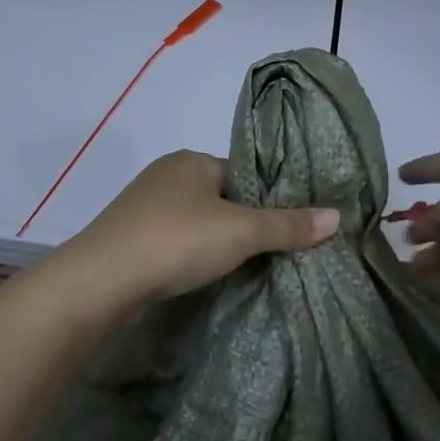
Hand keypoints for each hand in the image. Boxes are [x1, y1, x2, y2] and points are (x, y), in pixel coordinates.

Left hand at [66, 150, 340, 306]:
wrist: (101, 280)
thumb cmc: (176, 240)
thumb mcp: (241, 231)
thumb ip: (288, 225)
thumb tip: (338, 215)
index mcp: (191, 160)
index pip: (241, 173)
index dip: (265, 198)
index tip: (287, 227)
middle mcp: (165, 175)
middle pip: (218, 198)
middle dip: (240, 223)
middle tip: (268, 253)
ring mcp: (141, 207)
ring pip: (193, 222)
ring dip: (212, 242)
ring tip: (238, 268)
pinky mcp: (127, 238)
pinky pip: (171, 242)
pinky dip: (188, 256)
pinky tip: (198, 276)